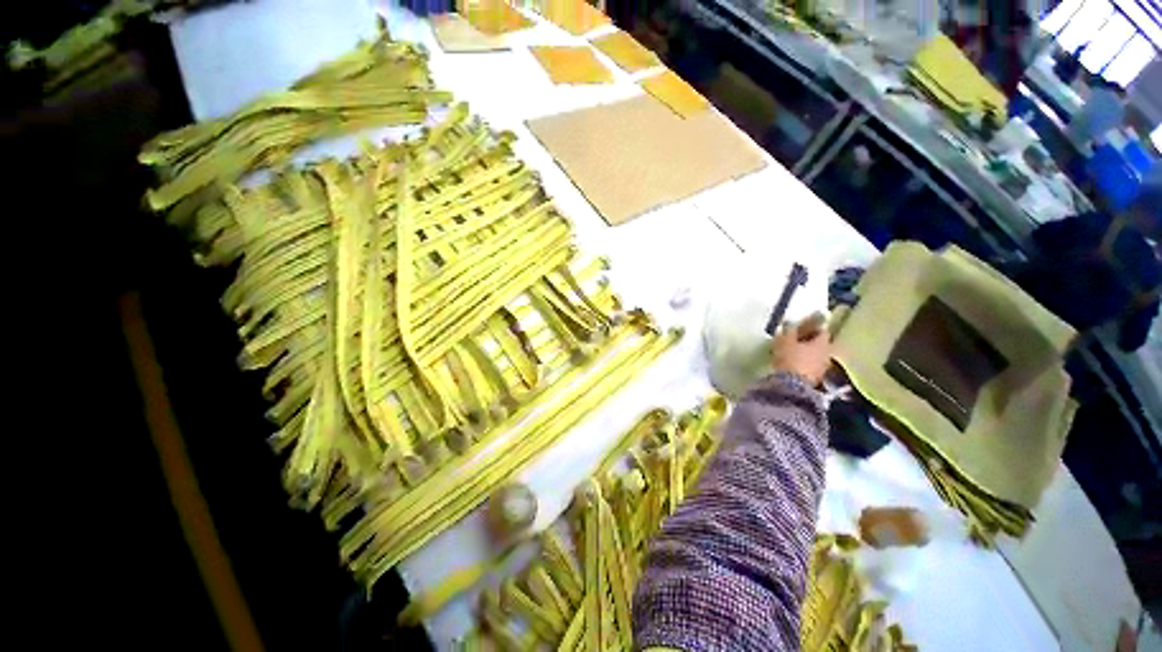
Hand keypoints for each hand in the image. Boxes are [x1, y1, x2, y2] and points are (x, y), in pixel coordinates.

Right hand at [770, 314, 831, 386]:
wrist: (791, 386)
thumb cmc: (790, 358)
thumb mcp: (785, 341)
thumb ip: (788, 330)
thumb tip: (790, 322)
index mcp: (823, 343)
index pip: (822, 331)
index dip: (813, 327)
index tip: (802, 326)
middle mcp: (827, 355)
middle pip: (820, 344)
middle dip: (809, 341)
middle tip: (796, 339)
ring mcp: (823, 369)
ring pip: (816, 357)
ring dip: (807, 354)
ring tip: (793, 352)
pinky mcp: (815, 380)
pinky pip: (811, 367)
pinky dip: (804, 364)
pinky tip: (793, 364)